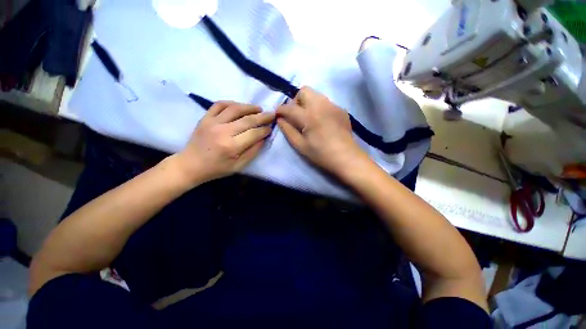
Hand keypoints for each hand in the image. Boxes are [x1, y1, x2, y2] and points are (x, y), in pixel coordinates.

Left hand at [176, 101, 274, 182]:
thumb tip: (263, 138)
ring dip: (249, 107)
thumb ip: (253, 152)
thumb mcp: (238, 166)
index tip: (270, 129)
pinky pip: (219, 105)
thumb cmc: (217, 168)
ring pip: (235, 109)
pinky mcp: (205, 118)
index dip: (264, 130)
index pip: (254, 133)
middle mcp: (223, 131)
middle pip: (247, 120)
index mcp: (232, 146)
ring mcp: (212, 122)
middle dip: (262, 117)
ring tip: (259, 109)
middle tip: (271, 115)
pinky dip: (231, 103)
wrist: (190, 165)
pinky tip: (239, 106)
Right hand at [277, 87, 366, 176]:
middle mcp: (321, 105)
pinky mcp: (341, 109)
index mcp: (309, 116)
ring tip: (309, 118)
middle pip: (304, 91)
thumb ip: (288, 130)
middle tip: (296, 115)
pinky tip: (322, 121)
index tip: (278, 115)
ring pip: (316, 95)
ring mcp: (333, 106)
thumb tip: (280, 119)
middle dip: (296, 101)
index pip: (289, 107)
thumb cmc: (321, 154)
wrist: (346, 157)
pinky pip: (326, 102)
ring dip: (307, 103)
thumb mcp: (300, 145)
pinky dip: (319, 108)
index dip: (280, 110)